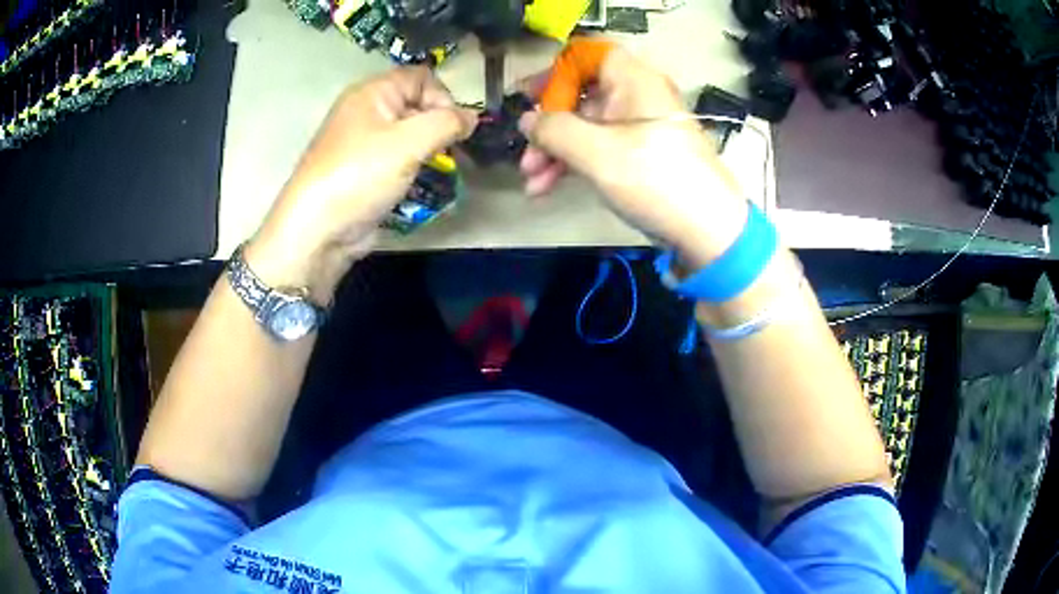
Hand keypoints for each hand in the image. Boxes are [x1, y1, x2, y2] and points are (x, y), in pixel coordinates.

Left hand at [246, 67, 475, 300]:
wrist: (317, 230)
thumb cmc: (361, 175)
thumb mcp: (409, 142)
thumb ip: (447, 123)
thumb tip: (472, 118)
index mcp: (372, 92)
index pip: (421, 78)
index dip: (443, 97)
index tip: (453, 128)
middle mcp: (367, 111)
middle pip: (416, 105)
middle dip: (438, 126)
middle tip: (446, 153)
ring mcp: (364, 143)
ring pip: (409, 135)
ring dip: (428, 151)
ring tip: (436, 171)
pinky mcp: (364, 171)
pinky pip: (398, 159)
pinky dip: (413, 169)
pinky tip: (418, 186)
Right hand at [519, 44, 748, 268]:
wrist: (707, 231)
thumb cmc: (654, 179)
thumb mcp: (596, 152)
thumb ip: (554, 130)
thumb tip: (527, 119)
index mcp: (633, 79)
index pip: (585, 57)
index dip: (553, 74)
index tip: (526, 100)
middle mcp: (636, 95)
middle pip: (581, 95)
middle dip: (547, 126)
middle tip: (525, 154)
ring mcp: (639, 126)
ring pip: (586, 126)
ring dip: (554, 150)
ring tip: (532, 181)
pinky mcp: (640, 154)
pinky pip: (600, 147)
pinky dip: (574, 163)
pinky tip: (548, 187)